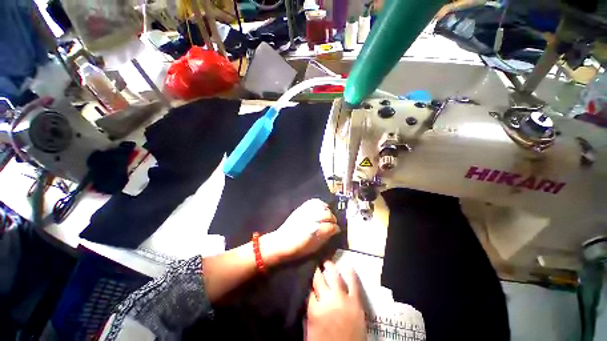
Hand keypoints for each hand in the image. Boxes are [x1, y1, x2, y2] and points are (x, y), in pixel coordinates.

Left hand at [261, 199, 339, 265]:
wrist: (282, 242)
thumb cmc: (299, 248)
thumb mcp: (315, 247)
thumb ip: (326, 237)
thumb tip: (334, 230)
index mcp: (315, 231)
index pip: (331, 226)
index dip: (336, 228)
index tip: (337, 230)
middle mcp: (311, 219)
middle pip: (328, 215)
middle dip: (333, 219)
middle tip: (333, 223)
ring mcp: (306, 212)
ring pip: (322, 207)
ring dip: (327, 211)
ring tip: (328, 215)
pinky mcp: (302, 208)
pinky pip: (314, 202)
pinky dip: (320, 204)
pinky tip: (322, 207)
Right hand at [306, 261, 365, 340]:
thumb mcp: (309, 330)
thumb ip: (308, 311)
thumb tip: (307, 295)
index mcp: (314, 310)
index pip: (308, 288)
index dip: (307, 281)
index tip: (307, 275)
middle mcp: (327, 301)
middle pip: (319, 279)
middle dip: (316, 271)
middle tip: (316, 266)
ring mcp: (343, 300)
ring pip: (335, 276)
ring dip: (330, 267)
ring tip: (327, 263)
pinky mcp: (356, 302)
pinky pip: (354, 284)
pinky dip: (350, 274)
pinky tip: (347, 267)